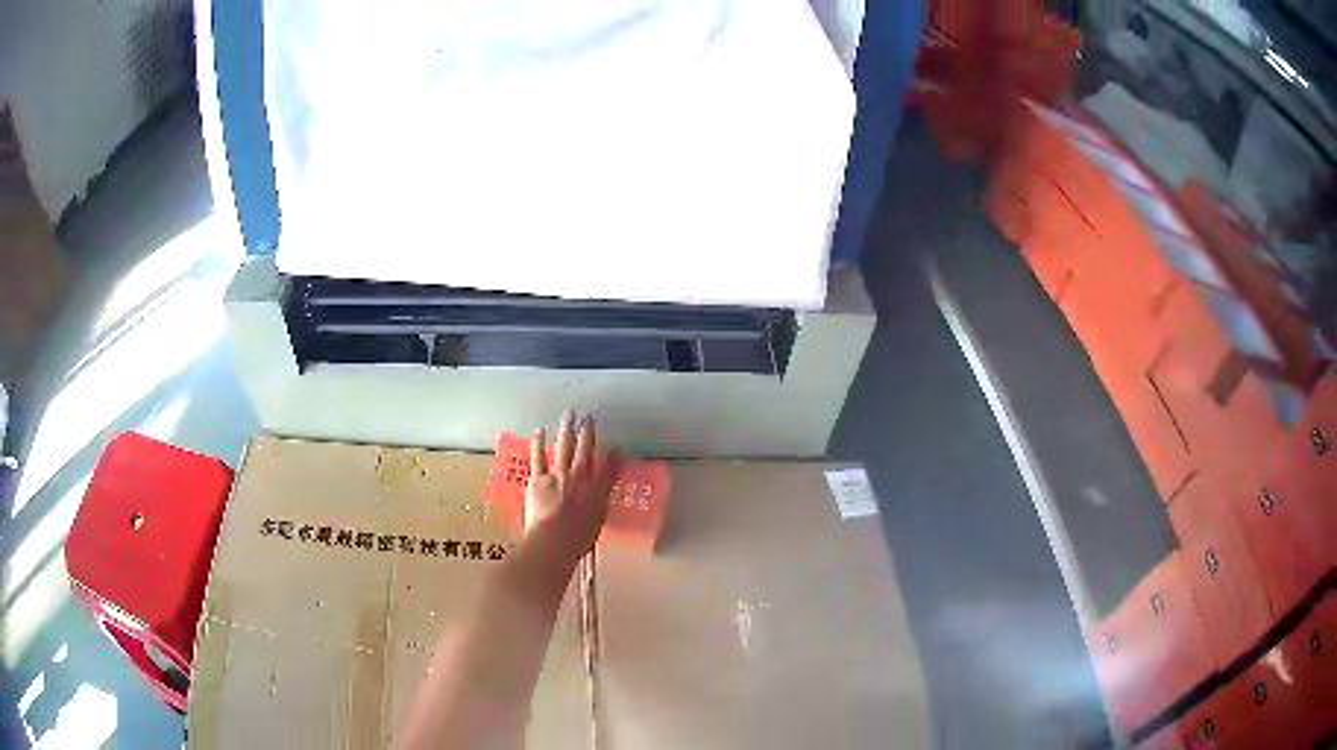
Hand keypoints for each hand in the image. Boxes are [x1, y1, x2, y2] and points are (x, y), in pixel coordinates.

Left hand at [524, 411, 618, 561]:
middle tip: (588, 418)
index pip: (609, 468)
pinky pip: (538, 456)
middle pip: (585, 450)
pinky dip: (539, 442)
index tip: (616, 447)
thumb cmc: (578, 539)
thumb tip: (599, 499)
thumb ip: (599, 506)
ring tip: (569, 415)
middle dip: (588, 432)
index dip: (613, 456)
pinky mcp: (538, 478)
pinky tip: (540, 430)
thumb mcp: (597, 523)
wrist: (554, 539)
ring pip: (564, 446)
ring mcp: (558, 475)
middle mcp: (580, 477)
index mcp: (597, 490)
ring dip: (567, 429)